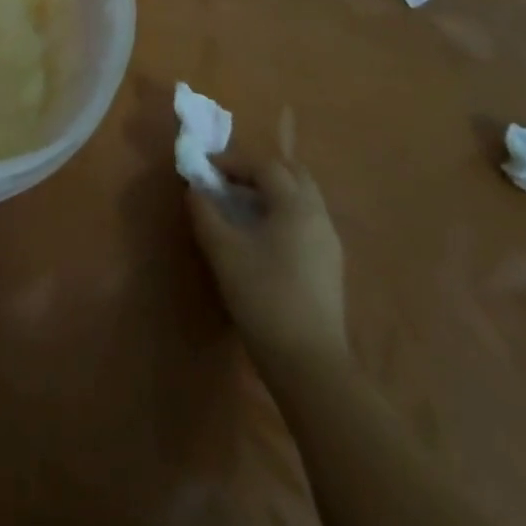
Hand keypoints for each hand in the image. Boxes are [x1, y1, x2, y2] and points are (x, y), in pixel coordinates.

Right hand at [188, 157, 348, 374]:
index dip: (233, 162)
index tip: (206, 169)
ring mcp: (329, 243)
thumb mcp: (223, 250)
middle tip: (229, 182)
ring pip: (303, 199)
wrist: (309, 364)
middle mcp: (318, 216)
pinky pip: (306, 221)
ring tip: (241, 207)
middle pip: (292, 175)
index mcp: (296, 206)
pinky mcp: (330, 266)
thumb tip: (195, 190)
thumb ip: (205, 213)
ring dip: (273, 193)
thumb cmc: (263, 296)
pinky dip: (283, 213)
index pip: (265, 166)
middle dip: (259, 171)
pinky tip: (262, 236)